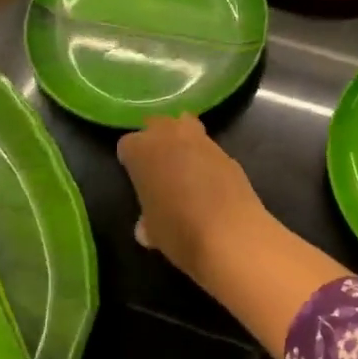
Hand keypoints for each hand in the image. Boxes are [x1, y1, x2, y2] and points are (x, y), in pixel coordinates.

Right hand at [117, 116, 267, 278]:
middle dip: (156, 140)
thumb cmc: (178, 231)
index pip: (127, 145)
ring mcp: (203, 141)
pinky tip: (210, 183)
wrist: (230, 234)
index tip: (135, 177)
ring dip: (183, 142)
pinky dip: (206, 160)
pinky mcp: (227, 153)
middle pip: (157, 124)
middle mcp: (171, 136)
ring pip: (186, 126)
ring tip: (184, 169)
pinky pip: (210, 150)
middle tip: (157, 166)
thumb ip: (147, 220)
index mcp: (143, 151)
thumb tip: (147, 225)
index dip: (130, 160)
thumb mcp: (152, 231)